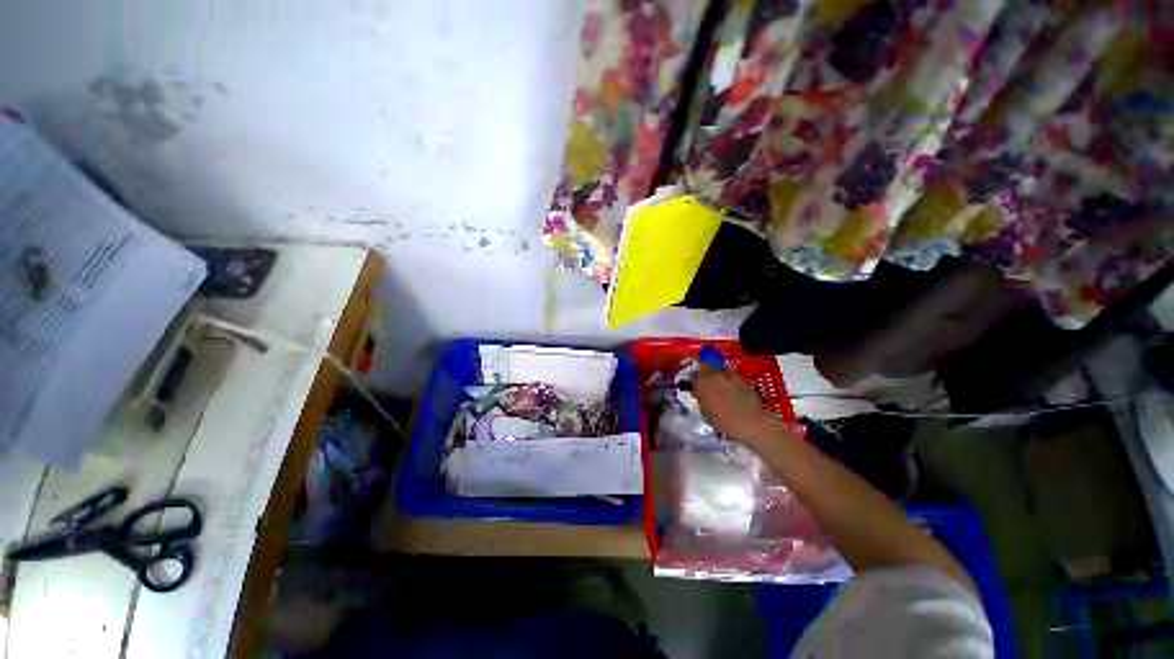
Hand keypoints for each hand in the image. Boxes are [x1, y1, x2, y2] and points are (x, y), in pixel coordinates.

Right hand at [691, 367, 786, 446]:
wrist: (751, 422)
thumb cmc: (724, 421)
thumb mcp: (706, 413)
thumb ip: (701, 400)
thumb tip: (699, 394)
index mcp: (702, 383)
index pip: (692, 375)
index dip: (693, 380)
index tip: (693, 386)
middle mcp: (714, 375)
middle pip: (705, 367)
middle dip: (703, 372)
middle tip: (703, 380)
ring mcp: (729, 375)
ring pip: (718, 369)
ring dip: (715, 374)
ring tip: (716, 382)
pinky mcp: (741, 378)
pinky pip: (730, 375)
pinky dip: (727, 379)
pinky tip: (729, 387)